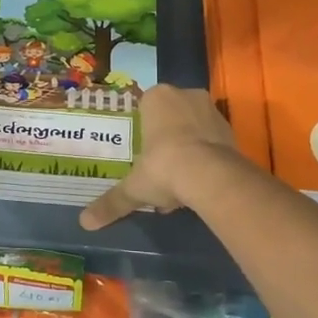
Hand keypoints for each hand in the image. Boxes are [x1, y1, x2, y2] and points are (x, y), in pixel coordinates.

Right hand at [79, 85, 243, 230]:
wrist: (210, 176)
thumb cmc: (163, 167)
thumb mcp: (134, 187)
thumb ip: (112, 202)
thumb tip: (85, 223)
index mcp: (157, 97)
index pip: (146, 106)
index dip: (144, 130)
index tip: (143, 153)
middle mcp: (186, 95)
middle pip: (172, 116)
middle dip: (167, 140)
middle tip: (160, 168)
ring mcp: (212, 110)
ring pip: (194, 127)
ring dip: (188, 148)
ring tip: (180, 181)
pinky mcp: (232, 129)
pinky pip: (213, 141)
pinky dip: (207, 156)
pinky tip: (199, 182)